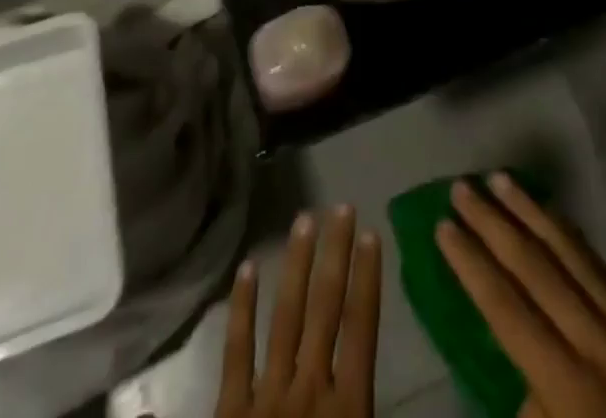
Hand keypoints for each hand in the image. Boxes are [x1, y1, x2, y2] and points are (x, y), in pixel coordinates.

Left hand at [218, 207, 383, 417]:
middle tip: (341, 208)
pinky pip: (237, 352)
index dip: (366, 278)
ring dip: (296, 265)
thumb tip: (374, 368)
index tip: (369, 234)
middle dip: (335, 254)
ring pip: (285, 317)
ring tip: (304, 220)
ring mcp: (266, 394)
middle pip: (324, 308)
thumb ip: (367, 405)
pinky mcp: (230, 409)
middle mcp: (309, 387)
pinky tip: (247, 268)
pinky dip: (242, 308)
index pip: (361, 327)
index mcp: (347, 407)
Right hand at [436, 173, 605, 417]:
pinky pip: (603, 269)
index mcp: (571, 388)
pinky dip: (572, 236)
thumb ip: (528, 404)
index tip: (443, 225)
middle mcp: (600, 346)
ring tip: (500, 179)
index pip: (507, 308)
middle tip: (462, 188)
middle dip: (494, 224)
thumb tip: (516, 361)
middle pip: (536, 268)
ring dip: (531, 212)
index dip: (471, 264)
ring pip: (571, 254)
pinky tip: (552, 215)